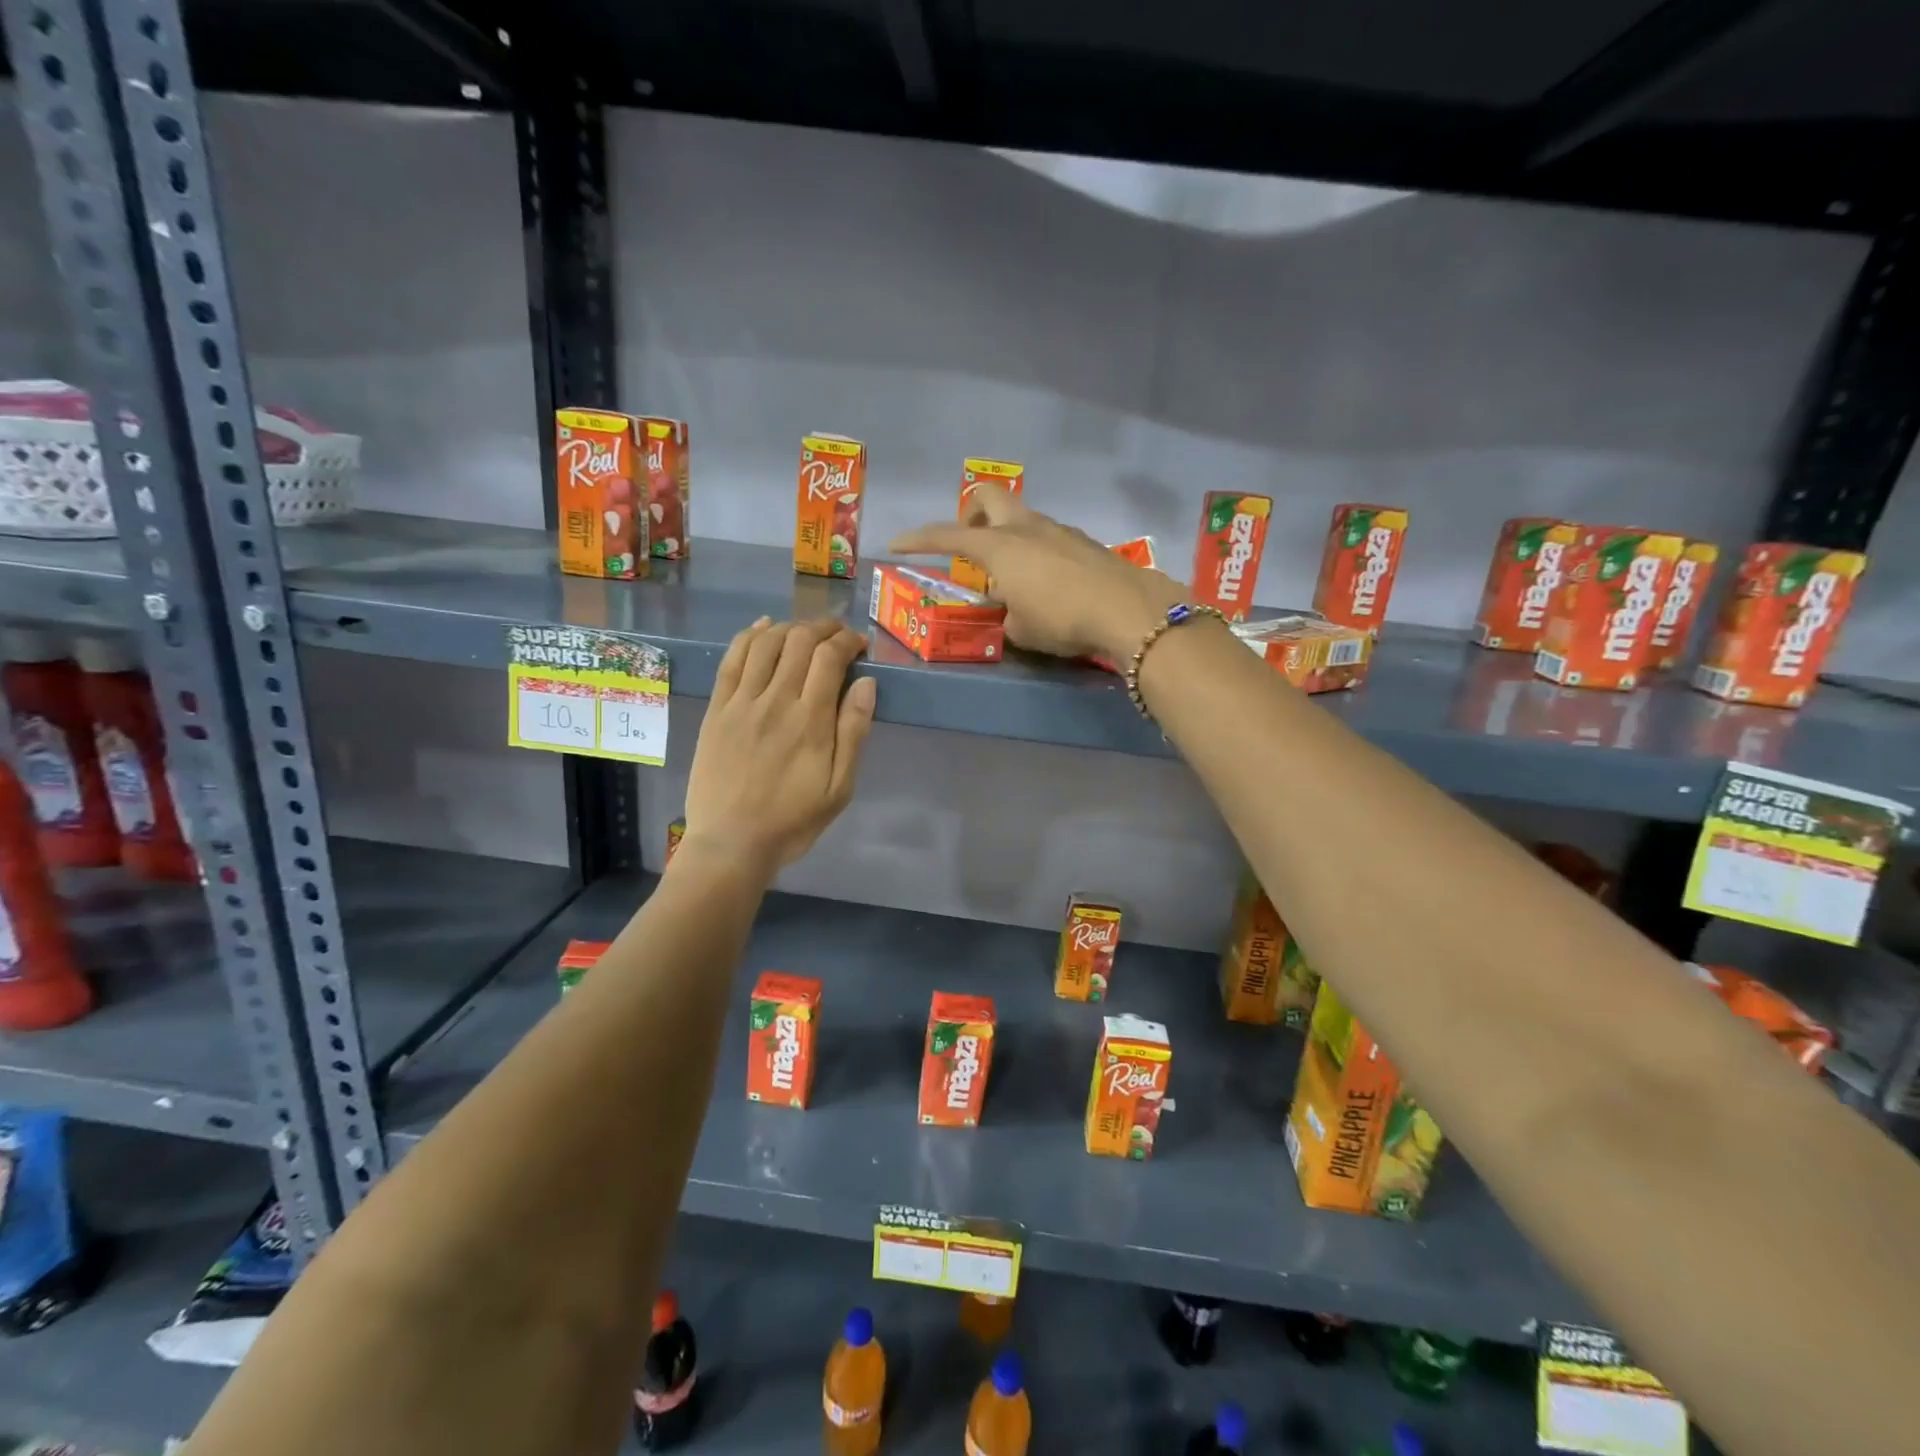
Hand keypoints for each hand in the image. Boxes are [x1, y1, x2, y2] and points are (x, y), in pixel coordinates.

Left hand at [680, 618, 875, 873]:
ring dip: (790, 627)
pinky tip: (763, 627)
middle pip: (799, 641)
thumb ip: (854, 732)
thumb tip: (867, 684)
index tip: (859, 645)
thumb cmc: (792, 820)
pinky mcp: (716, 709)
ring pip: (765, 642)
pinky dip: (749, 636)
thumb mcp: (839, 788)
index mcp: (811, 720)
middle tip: (837, 634)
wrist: (731, 843)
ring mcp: (741, 702)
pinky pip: (732, 659)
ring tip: (805, 632)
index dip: (847, 641)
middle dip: (823, 628)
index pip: (830, 658)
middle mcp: (776, 700)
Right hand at [890, 485, 1183, 660]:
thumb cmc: (1061, 619)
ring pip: (1021, 518)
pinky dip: (1035, 551)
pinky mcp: (1084, 542)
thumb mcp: (1021, 629)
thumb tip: (1012, 609)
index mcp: (1000, 546)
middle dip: (970, 512)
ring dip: (1006, 537)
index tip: (896, 544)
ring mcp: (1058, 530)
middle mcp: (1026, 528)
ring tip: (1011, 578)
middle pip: (988, 496)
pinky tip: (1046, 585)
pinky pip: (1047, 537)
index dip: (918, 539)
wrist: (1127, 610)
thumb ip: (1007, 614)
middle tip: (969, 545)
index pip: (948, 535)